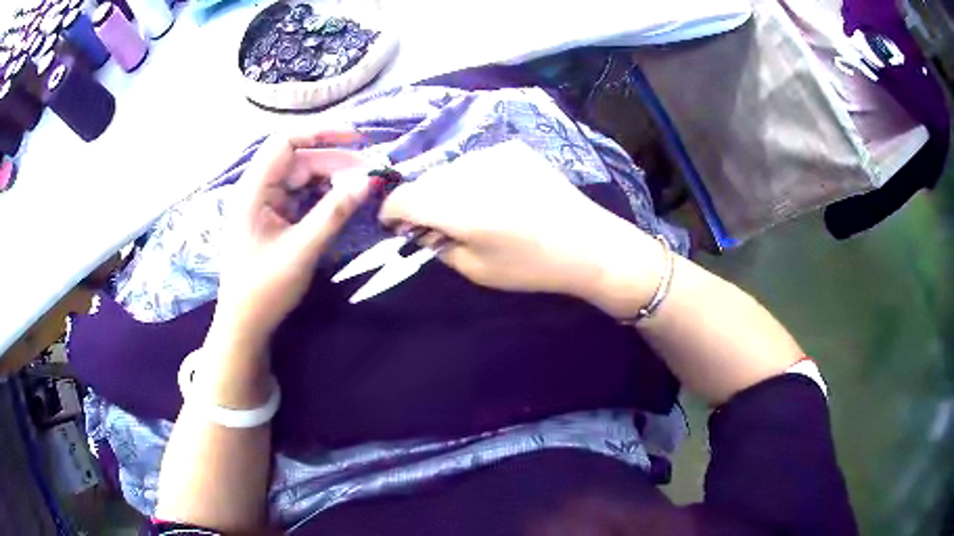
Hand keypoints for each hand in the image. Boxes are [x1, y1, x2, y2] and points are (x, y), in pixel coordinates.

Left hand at [208, 129, 372, 356]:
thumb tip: (368, 181)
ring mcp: (266, 203)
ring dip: (332, 178)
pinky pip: (302, 196)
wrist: (245, 324)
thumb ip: (333, 213)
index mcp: (254, 189)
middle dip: (335, 161)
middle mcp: (258, 189)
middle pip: (299, 159)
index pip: (286, 141)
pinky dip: (323, 195)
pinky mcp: (274, 217)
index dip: (321, 132)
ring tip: (363, 186)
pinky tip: (343, 200)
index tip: (357, 137)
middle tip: (371, 174)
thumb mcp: (301, 251)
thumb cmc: (264, 289)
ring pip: (303, 177)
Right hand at [380, 141, 659, 307]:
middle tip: (432, 225)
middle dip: (419, 202)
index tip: (394, 225)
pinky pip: (476, 161)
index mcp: (459, 207)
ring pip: (449, 168)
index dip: (391, 211)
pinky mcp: (513, 148)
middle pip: (424, 180)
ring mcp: (494, 153)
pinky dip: (472, 177)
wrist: (588, 243)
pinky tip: (494, 195)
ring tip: (467, 210)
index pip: (403, 197)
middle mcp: (470, 171)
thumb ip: (438, 245)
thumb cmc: (532, 266)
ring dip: (445, 188)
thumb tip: (419, 228)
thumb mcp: (477, 270)